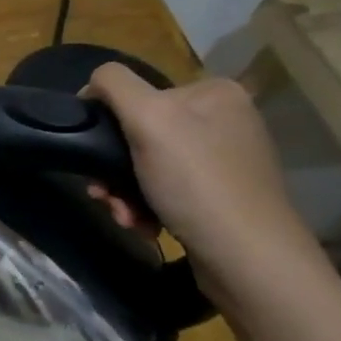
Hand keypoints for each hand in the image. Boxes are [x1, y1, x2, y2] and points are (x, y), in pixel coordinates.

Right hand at [83, 64, 319, 298]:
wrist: (246, 257)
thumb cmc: (196, 182)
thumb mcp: (149, 118)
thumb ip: (115, 86)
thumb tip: (93, 83)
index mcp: (213, 92)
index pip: (138, 94)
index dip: (109, 123)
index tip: (97, 157)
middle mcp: (224, 120)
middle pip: (141, 134)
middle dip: (114, 169)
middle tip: (104, 196)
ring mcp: (224, 160)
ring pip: (147, 166)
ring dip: (124, 193)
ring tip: (125, 216)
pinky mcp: (220, 197)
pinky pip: (165, 191)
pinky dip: (146, 207)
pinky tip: (143, 225)